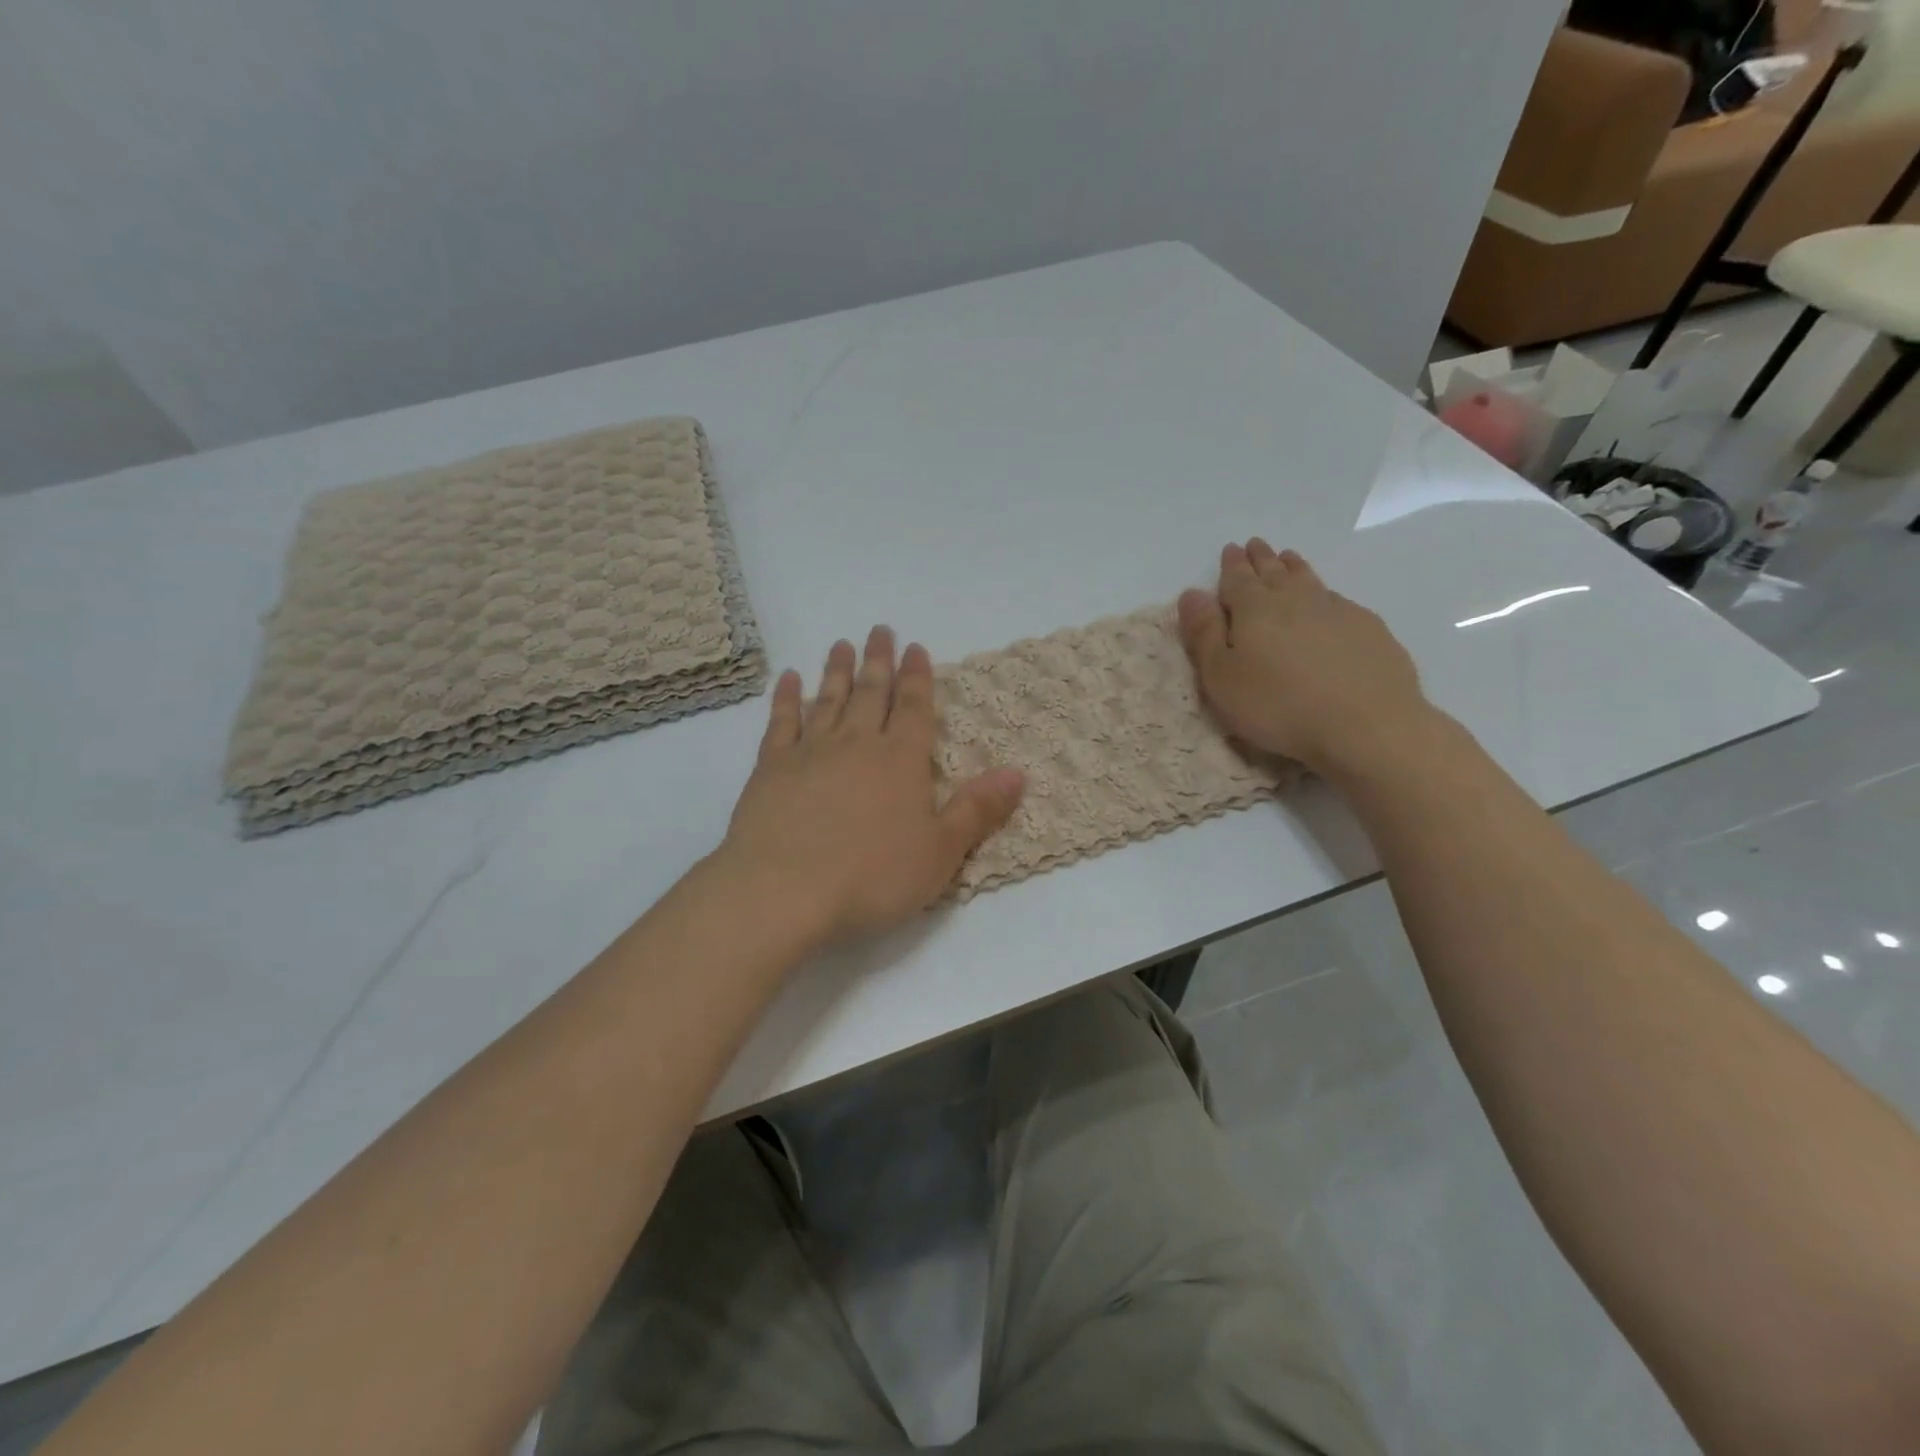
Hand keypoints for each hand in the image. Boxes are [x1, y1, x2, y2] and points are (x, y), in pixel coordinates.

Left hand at [718, 626, 1024, 944]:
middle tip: (880, 630)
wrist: (785, 891)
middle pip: (870, 693)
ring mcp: (810, 752)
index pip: (913, 708)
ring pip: (828, 700)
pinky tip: (789, 679)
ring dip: (837, 671)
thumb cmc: (872, 877)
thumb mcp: (940, 852)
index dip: (917, 676)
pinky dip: (786, 698)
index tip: (915, 647)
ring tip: (841, 644)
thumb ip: (977, 810)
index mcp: (901, 761)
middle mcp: (857, 744)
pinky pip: (781, 722)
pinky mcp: (771, 768)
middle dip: (879, 661)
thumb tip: (1018, 773)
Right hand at [1177, 539, 1433, 780]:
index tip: (1230, 550)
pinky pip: (1337, 599)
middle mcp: (1295, 600)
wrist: (1366, 725)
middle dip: (1261, 559)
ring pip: (1308, 579)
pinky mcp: (1369, 628)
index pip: (1237, 579)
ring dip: (1293, 567)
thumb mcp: (1221, 678)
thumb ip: (1204, 634)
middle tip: (1255, 546)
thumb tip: (1192, 593)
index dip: (1231, 565)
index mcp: (1254, 609)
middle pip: (1274, 572)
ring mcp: (1336, 610)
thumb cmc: (1279, 706)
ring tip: (1287, 558)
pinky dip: (1324, 592)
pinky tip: (1326, 599)